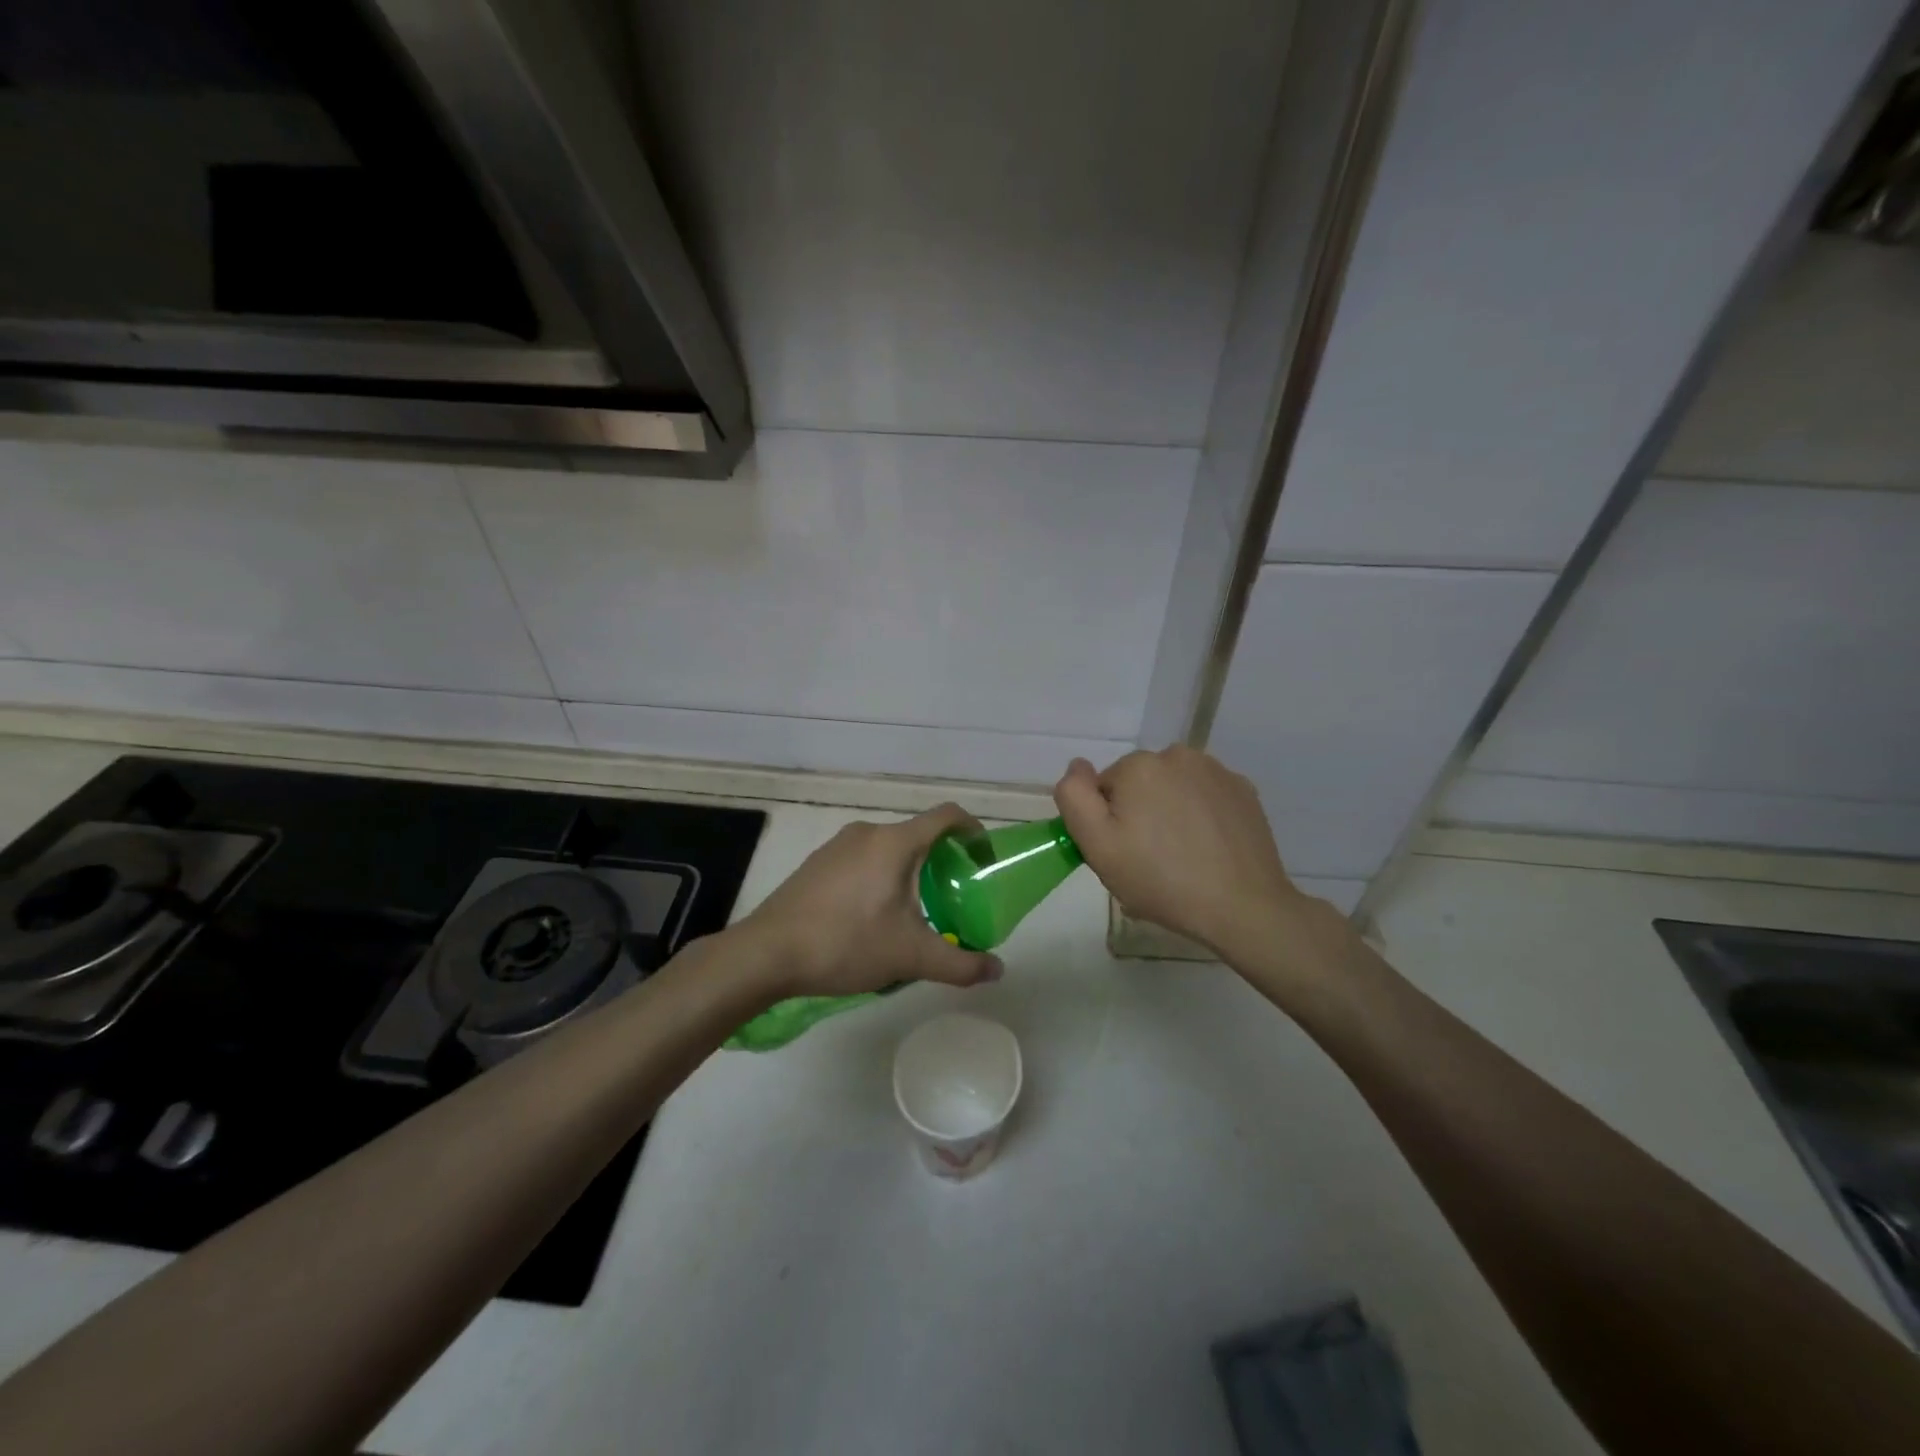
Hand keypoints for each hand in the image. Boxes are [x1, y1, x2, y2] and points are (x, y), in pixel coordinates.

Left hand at [736, 804, 1004, 997]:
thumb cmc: (845, 943)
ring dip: (908, 872)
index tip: (983, 858)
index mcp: (895, 842)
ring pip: (888, 850)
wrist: (766, 953)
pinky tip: (870, 919)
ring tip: (912, 914)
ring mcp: (837, 846)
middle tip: (951, 897)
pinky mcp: (816, 864)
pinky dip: (879, 878)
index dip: (973, 830)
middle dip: (941, 861)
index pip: (946, 816)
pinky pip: (862, 860)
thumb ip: (960, 964)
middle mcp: (867, 832)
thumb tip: (997, 970)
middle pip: (917, 835)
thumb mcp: (910, 957)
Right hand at [1054, 747, 1322, 967]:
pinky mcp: (1244, 791)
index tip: (1123, 852)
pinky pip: (1206, 796)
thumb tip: (1077, 765)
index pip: (1105, 788)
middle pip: (1140, 784)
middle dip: (1139, 813)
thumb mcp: (1097, 846)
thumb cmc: (1160, 879)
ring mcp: (1216, 771)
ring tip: (1181, 856)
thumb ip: (1074, 797)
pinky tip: (1208, 849)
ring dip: (1170, 811)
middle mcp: (1177, 755)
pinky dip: (1201, 815)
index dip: (1108, 821)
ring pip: (1174, 787)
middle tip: (1149, 859)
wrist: (1242, 906)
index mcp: (1139, 766)